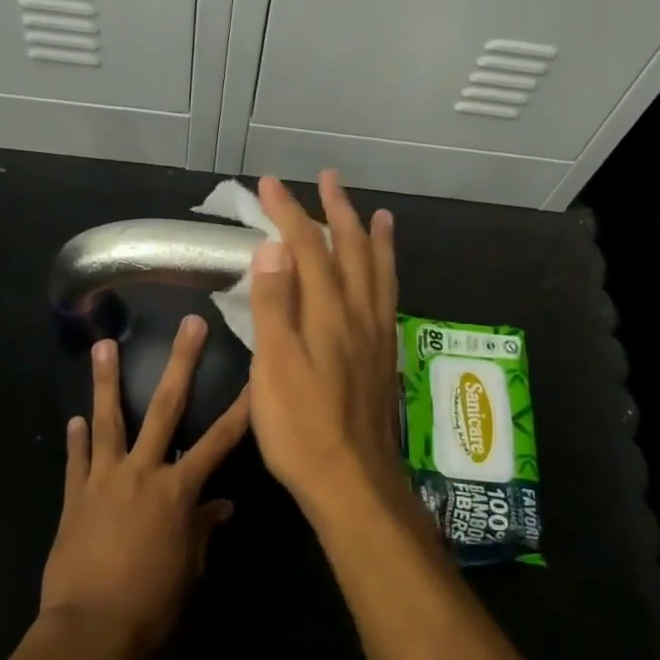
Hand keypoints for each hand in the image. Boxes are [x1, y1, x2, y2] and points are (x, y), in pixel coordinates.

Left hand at [39, 316, 249, 656]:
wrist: (91, 630)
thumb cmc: (152, 602)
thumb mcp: (189, 566)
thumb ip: (203, 528)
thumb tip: (222, 507)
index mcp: (178, 489)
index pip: (220, 440)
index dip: (242, 406)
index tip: (257, 372)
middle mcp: (143, 471)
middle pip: (165, 407)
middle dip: (181, 363)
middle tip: (189, 324)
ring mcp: (105, 479)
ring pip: (109, 419)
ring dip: (106, 380)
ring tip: (102, 344)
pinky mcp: (75, 496)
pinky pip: (77, 460)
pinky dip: (77, 438)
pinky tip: (75, 417)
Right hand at [247, 172, 416, 529]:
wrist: (353, 481)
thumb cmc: (302, 427)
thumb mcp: (274, 366)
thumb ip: (275, 304)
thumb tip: (274, 247)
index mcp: (327, 312)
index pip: (307, 247)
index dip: (288, 212)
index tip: (269, 184)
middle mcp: (358, 313)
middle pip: (351, 250)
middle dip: (338, 210)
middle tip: (329, 179)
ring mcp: (377, 334)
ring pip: (380, 272)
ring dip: (375, 238)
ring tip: (379, 214)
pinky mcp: (385, 356)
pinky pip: (390, 298)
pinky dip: (389, 274)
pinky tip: (387, 278)